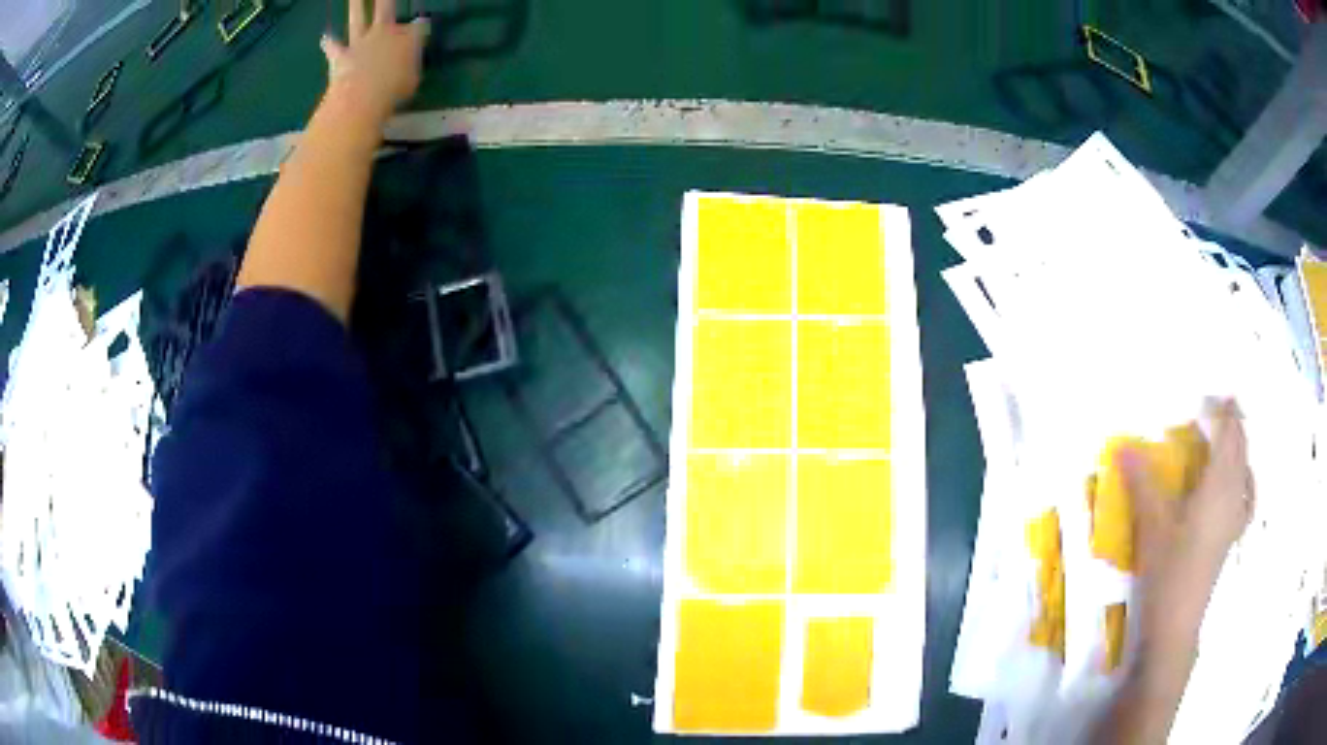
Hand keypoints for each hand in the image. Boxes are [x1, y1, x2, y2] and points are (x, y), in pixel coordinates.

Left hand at [321, 0, 429, 122]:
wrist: (362, 96)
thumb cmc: (394, 89)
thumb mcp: (412, 78)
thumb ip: (411, 63)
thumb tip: (412, 55)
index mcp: (406, 37)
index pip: (415, 27)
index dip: (416, 30)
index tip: (418, 32)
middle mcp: (383, 33)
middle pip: (385, 8)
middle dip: (385, 0)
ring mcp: (360, 42)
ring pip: (357, 18)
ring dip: (355, 6)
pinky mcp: (341, 55)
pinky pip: (334, 47)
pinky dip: (330, 44)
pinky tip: (326, 39)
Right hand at [1120, 399, 1254, 627]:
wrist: (1177, 623)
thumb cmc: (1168, 571)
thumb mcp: (1152, 525)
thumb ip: (1141, 482)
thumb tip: (1121, 445)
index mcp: (1218, 484)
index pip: (1229, 433)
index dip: (1224, 409)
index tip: (1212, 393)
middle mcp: (1234, 493)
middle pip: (1241, 446)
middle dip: (1233, 422)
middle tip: (1217, 408)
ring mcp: (1236, 516)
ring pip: (1245, 468)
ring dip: (1239, 446)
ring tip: (1227, 437)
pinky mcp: (1232, 535)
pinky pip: (1247, 495)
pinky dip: (1245, 478)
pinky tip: (1239, 482)